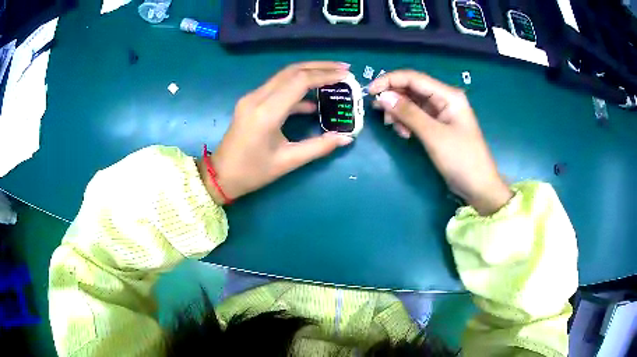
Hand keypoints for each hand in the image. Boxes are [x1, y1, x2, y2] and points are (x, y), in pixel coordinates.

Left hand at [200, 62, 353, 204]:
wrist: (220, 175)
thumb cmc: (252, 172)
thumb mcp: (288, 162)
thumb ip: (319, 147)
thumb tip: (346, 138)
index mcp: (266, 113)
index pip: (299, 81)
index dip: (324, 75)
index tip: (345, 74)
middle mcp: (257, 98)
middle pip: (292, 71)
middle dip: (319, 67)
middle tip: (343, 68)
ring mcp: (251, 98)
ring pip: (284, 75)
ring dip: (309, 73)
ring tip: (333, 77)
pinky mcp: (251, 102)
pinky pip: (277, 87)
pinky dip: (296, 88)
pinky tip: (313, 101)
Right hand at [369, 70, 512, 215]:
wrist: (478, 186)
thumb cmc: (461, 159)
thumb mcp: (434, 135)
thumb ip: (408, 113)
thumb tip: (382, 97)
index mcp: (448, 95)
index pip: (414, 78)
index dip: (390, 81)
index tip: (370, 92)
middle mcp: (444, 99)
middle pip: (412, 89)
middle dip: (394, 99)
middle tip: (380, 114)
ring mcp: (441, 113)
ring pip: (412, 103)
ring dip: (399, 113)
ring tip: (395, 129)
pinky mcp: (437, 126)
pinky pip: (416, 117)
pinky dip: (406, 123)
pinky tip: (405, 135)